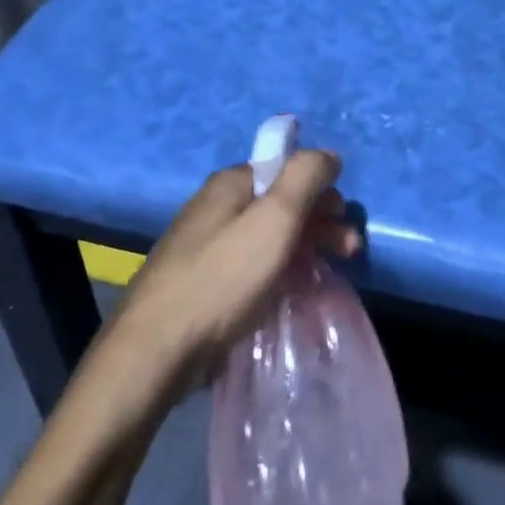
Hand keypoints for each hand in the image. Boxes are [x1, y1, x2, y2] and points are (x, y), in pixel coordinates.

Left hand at [105, 151, 358, 402]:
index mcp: (231, 183)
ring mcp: (206, 246)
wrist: (156, 350)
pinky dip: (277, 273)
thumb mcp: (274, 218)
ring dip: (302, 249)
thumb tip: (329, 154)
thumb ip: (305, 177)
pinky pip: (251, 267)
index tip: (343, 220)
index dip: (320, 190)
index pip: (287, 170)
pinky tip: (289, 294)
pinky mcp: (202, 283)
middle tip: (348, 252)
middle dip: (319, 222)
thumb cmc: (223, 277)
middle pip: (280, 203)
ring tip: (325, 276)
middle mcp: (216, 206)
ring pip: (267, 237)